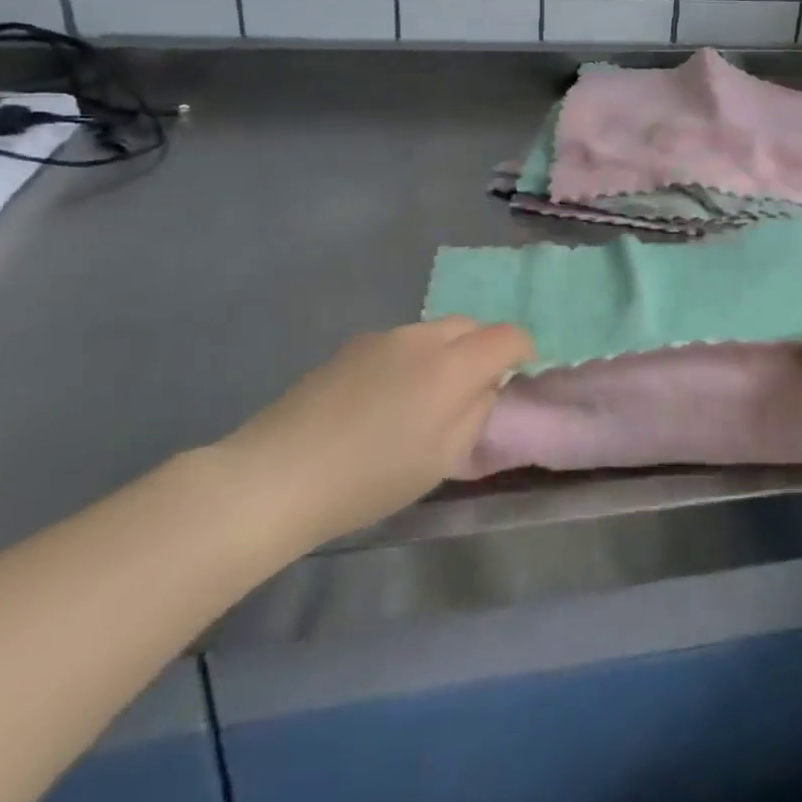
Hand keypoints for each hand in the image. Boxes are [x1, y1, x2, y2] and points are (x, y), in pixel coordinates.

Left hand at [221, 317, 531, 556]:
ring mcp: (384, 337)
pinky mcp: (353, 345)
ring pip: (434, 332)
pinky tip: (384, 399)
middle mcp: (423, 337)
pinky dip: (411, 359)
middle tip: (472, 390)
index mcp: (453, 365)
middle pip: (471, 325)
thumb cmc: (372, 477)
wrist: (279, 473)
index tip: (519, 374)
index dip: (523, 350)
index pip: (507, 335)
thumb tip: (485, 385)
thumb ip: (477, 412)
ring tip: (424, 398)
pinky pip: (401, 342)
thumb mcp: (443, 458)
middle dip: (483, 349)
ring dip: (445, 353)